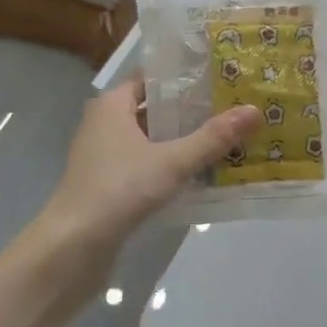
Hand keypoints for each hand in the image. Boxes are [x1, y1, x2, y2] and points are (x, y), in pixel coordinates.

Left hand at [37, 79, 260, 269]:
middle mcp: (106, 125)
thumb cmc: (119, 190)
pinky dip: (172, 166)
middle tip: (234, 108)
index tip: (221, 77)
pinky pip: (148, 165)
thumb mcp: (172, 161)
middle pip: (156, 109)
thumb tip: (254, 110)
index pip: (152, 78)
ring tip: (228, 139)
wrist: (72, 249)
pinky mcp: (110, 185)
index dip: (184, 77)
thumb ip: (213, 138)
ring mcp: (106, 157)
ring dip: (184, 141)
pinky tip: (204, 174)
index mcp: (113, 106)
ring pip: (153, 140)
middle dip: (192, 111)